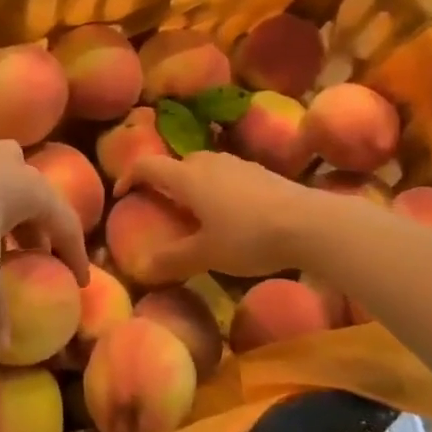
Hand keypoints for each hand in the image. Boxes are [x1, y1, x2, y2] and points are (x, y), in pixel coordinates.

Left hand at [0, 133, 88, 359]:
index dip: (75, 254)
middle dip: (38, 228)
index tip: (79, 280)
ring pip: (5, 175)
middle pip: (37, 197)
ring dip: (6, 203)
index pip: (67, 225)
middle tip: (35, 256)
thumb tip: (3, 347)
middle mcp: (12, 166)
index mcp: (33, 191)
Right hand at [114, 152, 322, 282]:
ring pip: (204, 167)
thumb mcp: (207, 254)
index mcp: (188, 178)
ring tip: (195, 210)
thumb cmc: (248, 236)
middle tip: (161, 206)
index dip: (129, 176)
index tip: (121, 193)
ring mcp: (238, 164)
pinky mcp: (261, 172)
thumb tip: (142, 269)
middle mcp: (209, 162)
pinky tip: (231, 213)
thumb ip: (173, 260)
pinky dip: (217, 188)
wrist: (309, 223)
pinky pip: (227, 175)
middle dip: (164, 181)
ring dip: (192, 183)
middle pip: (177, 164)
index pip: (148, 165)